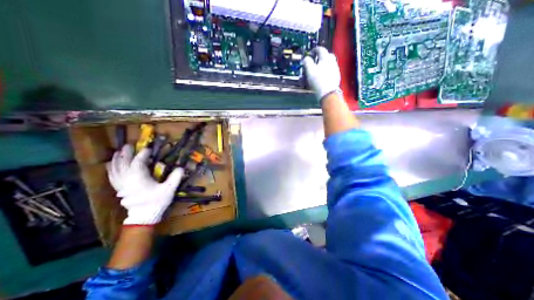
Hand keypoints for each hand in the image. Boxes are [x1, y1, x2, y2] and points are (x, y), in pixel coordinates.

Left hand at [106, 145, 184, 224]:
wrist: (144, 216)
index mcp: (139, 178)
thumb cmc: (157, 201)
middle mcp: (127, 179)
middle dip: (126, 154)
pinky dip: (111, 169)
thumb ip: (175, 177)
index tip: (149, 149)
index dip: (143, 154)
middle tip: (129, 145)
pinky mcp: (119, 189)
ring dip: (117, 159)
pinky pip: (112, 176)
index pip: (138, 162)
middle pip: (124, 163)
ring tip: (118, 152)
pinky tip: (110, 164)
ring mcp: (121, 184)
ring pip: (115, 169)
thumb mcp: (169, 189)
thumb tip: (181, 167)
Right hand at [302, 46, 338, 99]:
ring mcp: (335, 69)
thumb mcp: (310, 70)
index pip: (320, 49)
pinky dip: (326, 71)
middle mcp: (332, 61)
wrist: (328, 93)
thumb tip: (306, 58)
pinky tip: (323, 76)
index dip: (314, 50)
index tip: (310, 53)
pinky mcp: (336, 77)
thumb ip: (307, 62)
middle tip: (315, 61)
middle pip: (327, 55)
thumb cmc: (318, 81)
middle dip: (321, 56)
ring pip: (330, 63)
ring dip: (324, 64)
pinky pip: (331, 70)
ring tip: (318, 69)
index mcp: (326, 58)